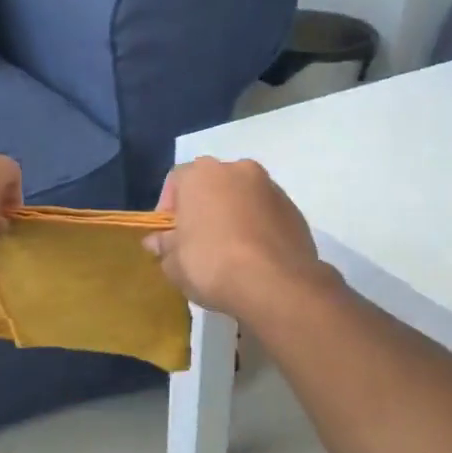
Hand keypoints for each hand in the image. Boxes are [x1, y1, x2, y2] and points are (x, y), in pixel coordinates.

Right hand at [142, 157, 330, 320]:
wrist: (275, 283)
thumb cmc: (211, 264)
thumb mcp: (174, 263)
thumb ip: (164, 246)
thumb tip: (157, 241)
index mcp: (202, 174)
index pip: (176, 181)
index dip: (169, 209)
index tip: (169, 237)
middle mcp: (237, 170)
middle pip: (212, 185)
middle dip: (204, 208)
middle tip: (198, 242)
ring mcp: (270, 187)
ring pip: (243, 197)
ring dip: (233, 216)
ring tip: (229, 251)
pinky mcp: (294, 210)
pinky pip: (266, 214)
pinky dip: (258, 227)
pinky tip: (254, 257)